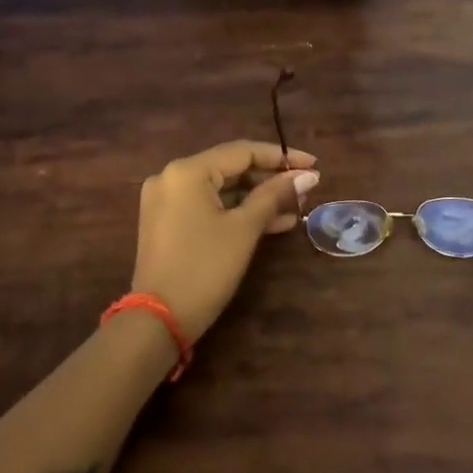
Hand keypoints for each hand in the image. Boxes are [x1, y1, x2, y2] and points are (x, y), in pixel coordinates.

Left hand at [132, 139, 318, 340]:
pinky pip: (209, 207)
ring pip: (222, 190)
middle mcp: (172, 177)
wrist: (159, 320)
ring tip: (295, 209)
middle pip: (231, 168)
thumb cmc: (205, 268)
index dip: (281, 157)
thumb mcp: (244, 228)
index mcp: (187, 171)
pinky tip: (272, 223)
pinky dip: (237, 213)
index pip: (242, 151)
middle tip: (305, 190)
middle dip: (270, 180)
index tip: (313, 165)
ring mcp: (167, 201)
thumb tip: (307, 175)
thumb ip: (275, 195)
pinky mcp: (168, 223)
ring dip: (257, 198)